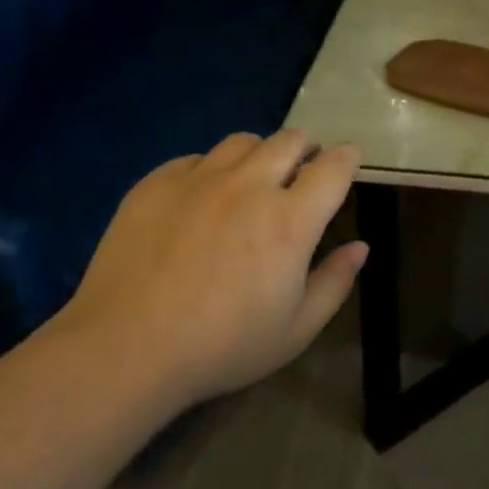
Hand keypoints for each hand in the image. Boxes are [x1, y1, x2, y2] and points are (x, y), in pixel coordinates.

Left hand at [56, 132, 366, 405]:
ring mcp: (200, 178)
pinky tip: (203, 195)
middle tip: (305, 163)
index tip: (350, 157)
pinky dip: (211, 168)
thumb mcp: (295, 330)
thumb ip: (334, 283)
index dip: (348, 158)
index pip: (332, 169)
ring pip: (242, 141)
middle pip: (289, 141)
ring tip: (255, 173)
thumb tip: (360, 247)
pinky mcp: (158, 182)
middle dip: (306, 146)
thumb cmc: (222, 347)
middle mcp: (249, 185)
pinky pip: (196, 158)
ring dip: (260, 152)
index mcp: (290, 220)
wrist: (127, 346)